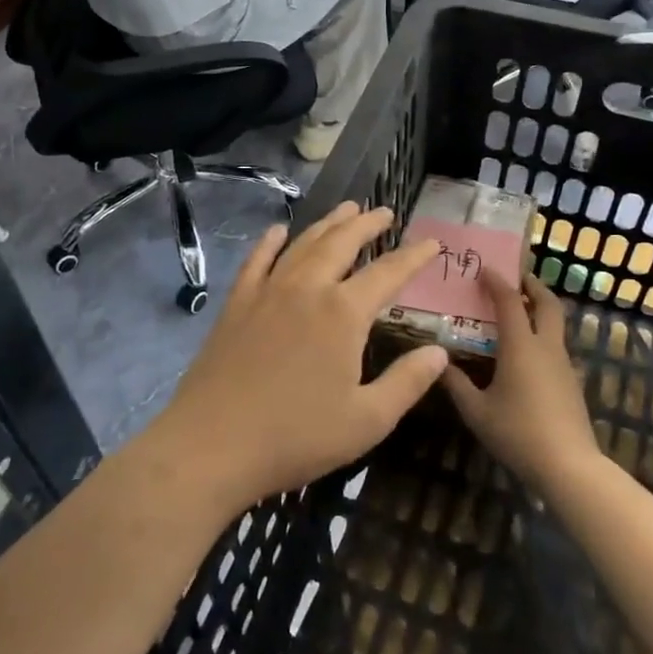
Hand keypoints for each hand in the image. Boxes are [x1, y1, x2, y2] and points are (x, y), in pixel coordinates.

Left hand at [146, 203, 448, 516]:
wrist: (212, 444)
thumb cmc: (296, 437)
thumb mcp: (368, 421)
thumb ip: (407, 382)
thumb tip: (440, 352)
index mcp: (343, 313)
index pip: (388, 273)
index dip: (414, 256)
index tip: (432, 242)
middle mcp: (307, 288)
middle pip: (342, 242)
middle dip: (367, 224)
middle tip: (385, 212)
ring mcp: (267, 291)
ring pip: (303, 244)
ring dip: (328, 223)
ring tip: (346, 209)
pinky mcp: (237, 304)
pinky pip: (257, 260)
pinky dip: (271, 241)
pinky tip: (279, 231)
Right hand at [441, 272, 599, 495]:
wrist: (568, 465)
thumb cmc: (517, 433)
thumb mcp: (476, 411)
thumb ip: (456, 384)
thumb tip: (438, 363)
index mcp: (521, 346)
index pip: (510, 301)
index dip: (497, 281)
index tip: (485, 269)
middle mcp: (546, 346)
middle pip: (547, 303)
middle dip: (532, 285)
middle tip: (515, 279)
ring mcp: (563, 364)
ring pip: (555, 324)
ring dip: (539, 310)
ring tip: (515, 313)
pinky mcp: (571, 382)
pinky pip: (555, 346)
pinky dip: (541, 335)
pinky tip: (523, 354)